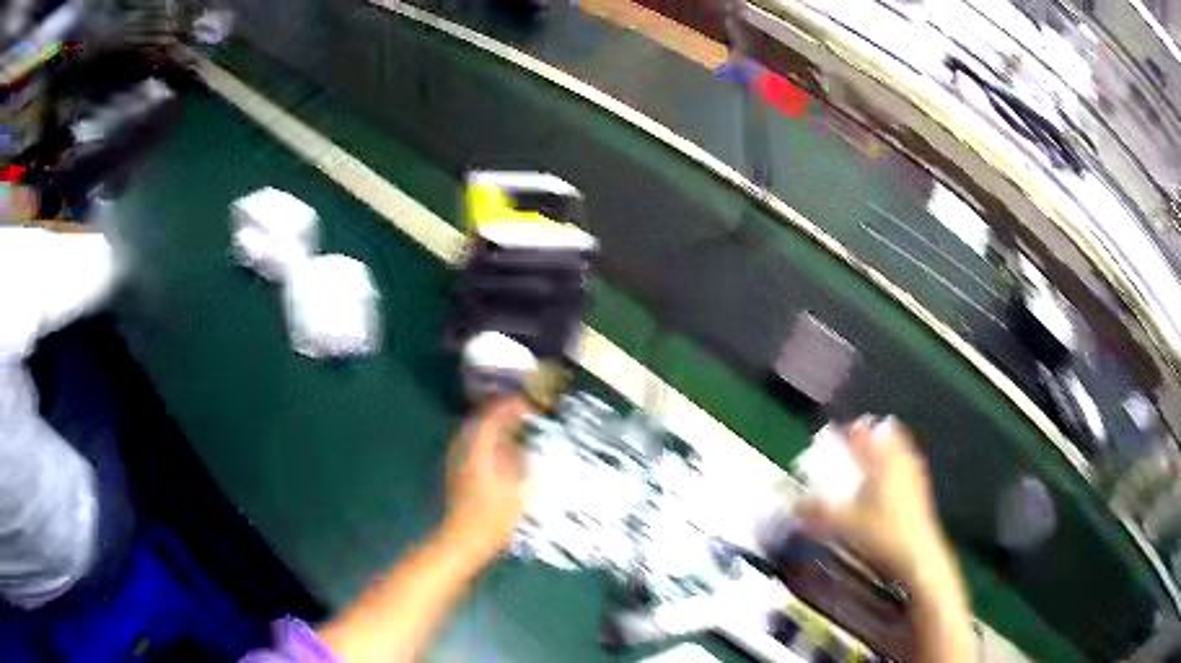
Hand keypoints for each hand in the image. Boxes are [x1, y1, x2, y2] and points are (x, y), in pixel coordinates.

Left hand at [442, 397, 532, 560]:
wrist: (463, 539)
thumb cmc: (493, 516)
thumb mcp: (518, 488)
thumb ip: (522, 461)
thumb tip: (527, 443)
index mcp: (478, 447)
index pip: (493, 415)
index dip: (511, 406)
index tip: (529, 404)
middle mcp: (463, 447)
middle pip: (481, 420)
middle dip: (501, 413)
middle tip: (523, 413)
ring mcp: (457, 459)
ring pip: (475, 432)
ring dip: (494, 427)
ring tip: (516, 429)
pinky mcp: (456, 471)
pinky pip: (472, 445)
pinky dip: (487, 441)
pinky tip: (502, 451)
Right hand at [800, 417, 950, 593]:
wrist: (918, 556)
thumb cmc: (883, 532)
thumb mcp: (844, 523)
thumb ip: (818, 512)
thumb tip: (793, 504)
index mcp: (885, 458)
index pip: (869, 429)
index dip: (853, 429)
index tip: (838, 436)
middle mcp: (902, 460)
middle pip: (887, 437)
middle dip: (869, 441)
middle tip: (851, 452)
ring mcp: (915, 475)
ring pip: (897, 454)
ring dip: (881, 457)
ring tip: (862, 472)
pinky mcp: (920, 492)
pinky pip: (903, 470)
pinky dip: (890, 473)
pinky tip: (878, 493)